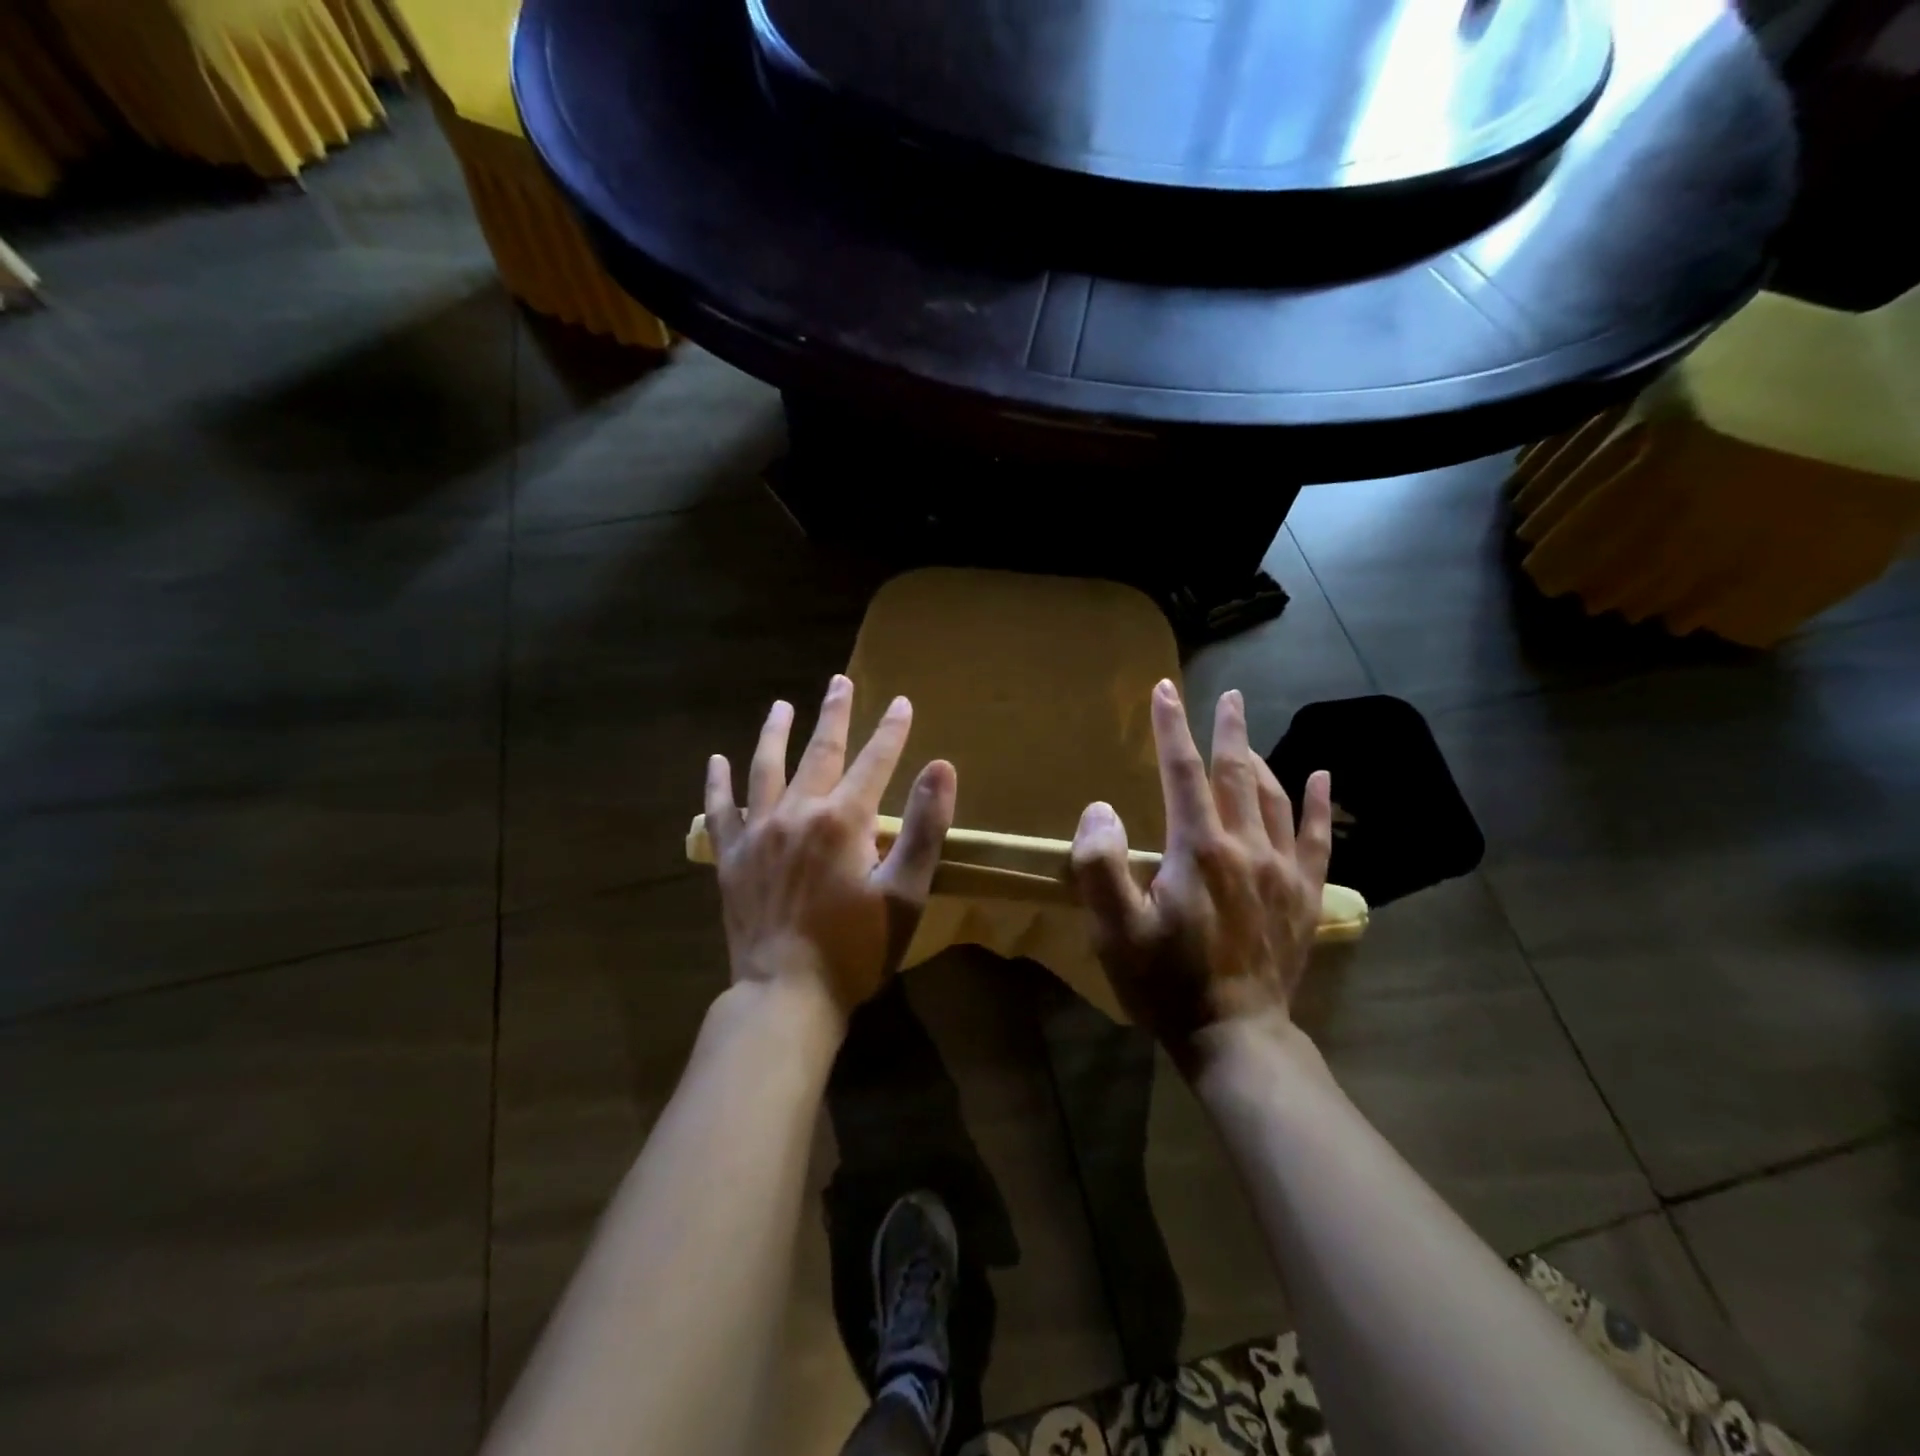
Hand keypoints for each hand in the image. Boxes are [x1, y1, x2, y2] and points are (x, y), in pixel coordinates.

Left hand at [705, 674, 956, 1021]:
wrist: (785, 994)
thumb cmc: (855, 948)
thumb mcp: (905, 893)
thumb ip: (925, 827)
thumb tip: (942, 767)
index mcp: (843, 820)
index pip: (875, 761)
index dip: (892, 730)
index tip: (902, 702)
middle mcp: (797, 812)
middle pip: (819, 751)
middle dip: (834, 714)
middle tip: (839, 681)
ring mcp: (758, 833)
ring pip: (765, 768)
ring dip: (775, 733)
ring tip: (780, 706)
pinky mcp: (730, 857)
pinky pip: (721, 810)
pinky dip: (718, 783)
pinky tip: (717, 759)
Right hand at [1070, 680, 1331, 1069]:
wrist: (1235, 1036)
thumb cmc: (1166, 982)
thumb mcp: (1115, 930)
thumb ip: (1100, 864)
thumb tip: (1102, 808)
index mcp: (1198, 849)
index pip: (1182, 772)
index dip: (1170, 728)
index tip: (1164, 690)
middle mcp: (1245, 847)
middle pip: (1236, 773)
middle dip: (1227, 729)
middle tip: (1228, 695)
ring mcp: (1281, 870)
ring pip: (1273, 797)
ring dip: (1259, 759)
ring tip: (1247, 736)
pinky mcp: (1304, 894)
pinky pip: (1317, 837)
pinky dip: (1319, 804)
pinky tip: (1322, 777)